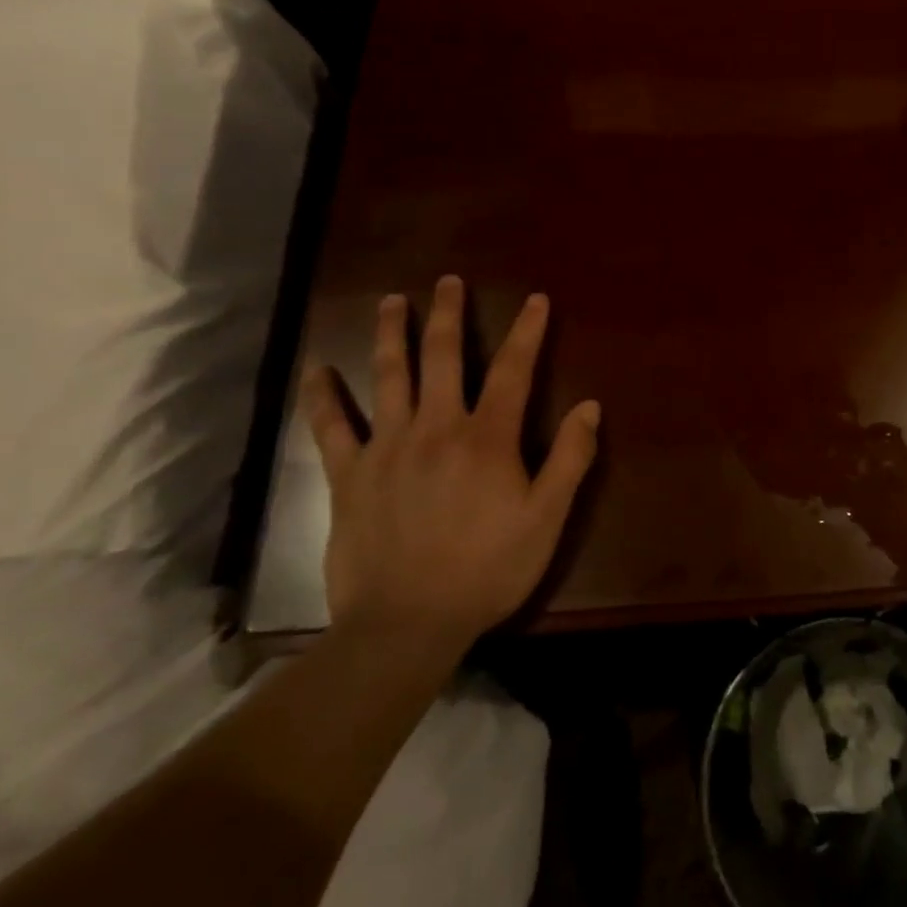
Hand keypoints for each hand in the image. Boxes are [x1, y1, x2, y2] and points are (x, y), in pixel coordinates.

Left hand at [302, 277, 598, 657]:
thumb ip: (570, 459)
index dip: (527, 331)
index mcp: (487, 438)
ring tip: (391, 301)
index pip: (513, 370)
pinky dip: (322, 397)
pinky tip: (316, 370)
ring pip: (389, 376)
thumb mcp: (546, 519)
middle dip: (449, 314)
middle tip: (449, 281)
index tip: (535, 299)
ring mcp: (387, 447)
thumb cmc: (486, 571)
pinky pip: (331, 428)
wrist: (405, 626)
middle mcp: (437, 427)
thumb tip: (589, 406)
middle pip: (443, 357)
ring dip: (391, 334)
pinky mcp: (349, 475)